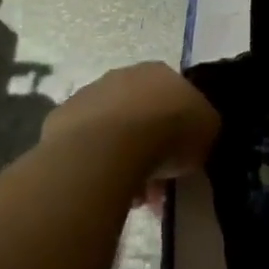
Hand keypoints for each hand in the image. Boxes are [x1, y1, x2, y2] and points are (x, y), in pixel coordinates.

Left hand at [44, 62, 220, 191]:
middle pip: (141, 113)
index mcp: (161, 72)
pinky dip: (97, 164)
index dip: (180, 129)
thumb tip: (195, 135)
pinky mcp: (61, 120)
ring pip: (112, 130)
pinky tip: (105, 187)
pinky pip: (87, 146)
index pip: (174, 97)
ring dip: (123, 159)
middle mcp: (123, 75)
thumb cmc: (168, 133)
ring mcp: (88, 95)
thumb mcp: (207, 131)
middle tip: (157, 183)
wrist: (109, 147)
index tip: (182, 159)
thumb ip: (202, 127)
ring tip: (131, 196)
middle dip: (150, 146)